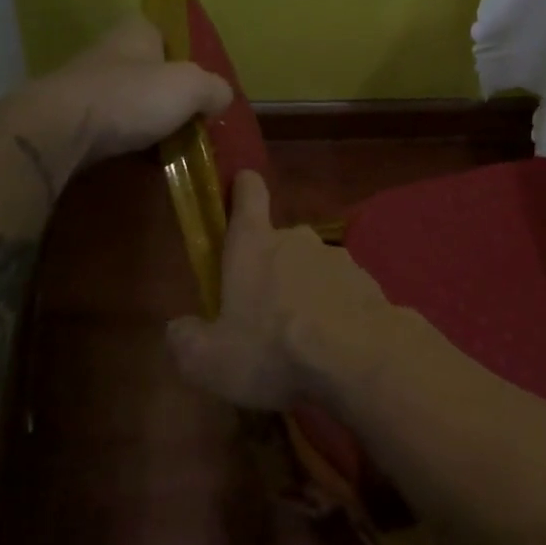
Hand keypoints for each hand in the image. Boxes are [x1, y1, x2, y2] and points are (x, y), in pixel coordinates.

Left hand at [15, 14, 232, 178]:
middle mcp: (108, 50)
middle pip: (148, 68)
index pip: (165, 31)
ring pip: (128, 98)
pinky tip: (138, 157)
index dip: (184, 54)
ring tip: (169, 143)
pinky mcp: (68, 117)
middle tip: (191, 117)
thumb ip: (215, 89)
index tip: (200, 81)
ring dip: (145, 118)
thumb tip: (220, 98)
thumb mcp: (192, 87)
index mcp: (136, 30)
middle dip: (166, 92)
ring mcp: (84, 83)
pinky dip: (123, 139)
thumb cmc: (131, 97)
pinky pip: (108, 126)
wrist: (59, 131)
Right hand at [166, 172, 406, 409]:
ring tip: (299, 341)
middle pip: (277, 243)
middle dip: (269, 271)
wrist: (359, 357)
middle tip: (262, 315)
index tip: (242, 184)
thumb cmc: (273, 349)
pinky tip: (332, 346)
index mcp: (253, 245)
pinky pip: (340, 292)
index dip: (244, 187)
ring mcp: (337, 258)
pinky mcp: (366, 281)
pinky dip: (333, 310)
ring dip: (304, 293)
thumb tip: (179, 328)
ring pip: (311, 269)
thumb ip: (187, 341)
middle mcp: (296, 240)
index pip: (249, 195)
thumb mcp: (210, 360)